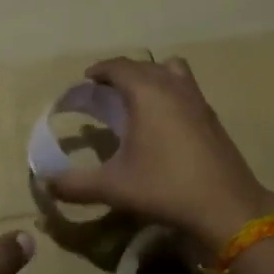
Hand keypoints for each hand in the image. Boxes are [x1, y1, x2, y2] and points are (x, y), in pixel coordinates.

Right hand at [44, 57, 273, 250]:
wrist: (226, 207)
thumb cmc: (165, 188)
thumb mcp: (113, 187)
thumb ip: (74, 184)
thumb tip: (46, 184)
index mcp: (147, 93)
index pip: (119, 66)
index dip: (99, 71)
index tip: (85, 82)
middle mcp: (174, 87)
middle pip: (144, 66)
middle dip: (121, 74)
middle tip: (104, 94)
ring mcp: (198, 100)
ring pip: (171, 71)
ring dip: (151, 78)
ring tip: (136, 101)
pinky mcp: (212, 118)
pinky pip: (186, 89)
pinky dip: (169, 93)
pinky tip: (162, 124)